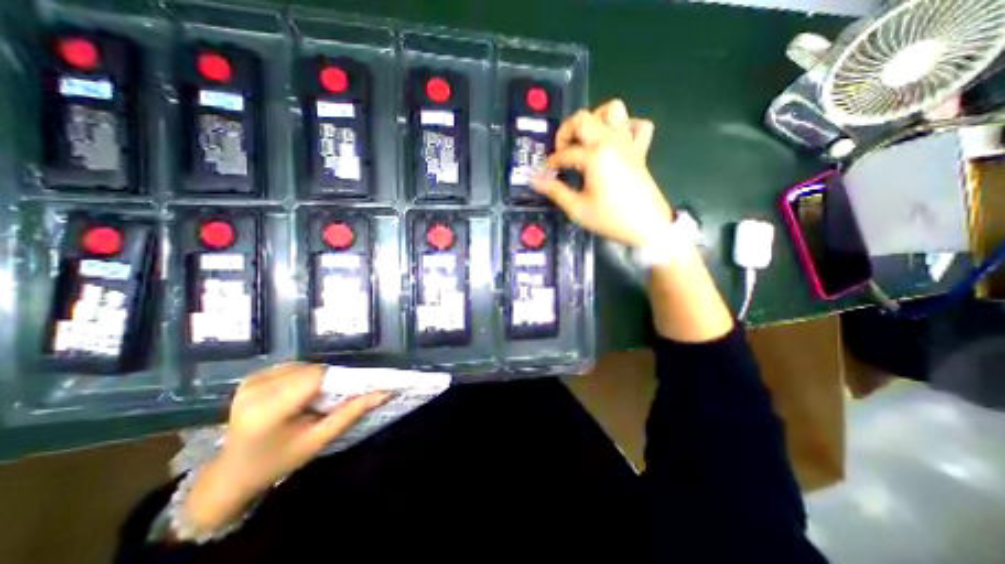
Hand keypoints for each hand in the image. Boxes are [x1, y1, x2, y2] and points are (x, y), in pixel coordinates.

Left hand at [180, 364, 391, 535]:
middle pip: (311, 370)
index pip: (316, 377)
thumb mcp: (318, 440)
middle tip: (329, 401)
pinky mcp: (251, 378)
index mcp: (269, 410)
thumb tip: (385, 392)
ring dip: (316, 378)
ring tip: (313, 399)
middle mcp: (256, 390)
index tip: (349, 392)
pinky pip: (291, 367)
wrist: (232, 474)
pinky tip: (297, 394)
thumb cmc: (278, 461)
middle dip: (327, 381)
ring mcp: (250, 382)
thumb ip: (351, 413)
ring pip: (303, 366)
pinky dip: (302, 376)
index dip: (338, 380)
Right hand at [529, 98, 668, 245]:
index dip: (551, 163)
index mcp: (595, 155)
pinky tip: (615, 143)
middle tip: (562, 152)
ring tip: (586, 140)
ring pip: (613, 110)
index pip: (564, 153)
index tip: (546, 174)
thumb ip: (554, 190)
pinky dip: (625, 128)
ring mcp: (628, 143)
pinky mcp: (640, 150)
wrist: (647, 226)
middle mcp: (611, 141)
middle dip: (566, 132)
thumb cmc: (610, 218)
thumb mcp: (577, 208)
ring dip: (595, 119)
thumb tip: (534, 178)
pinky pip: (638, 126)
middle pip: (583, 118)